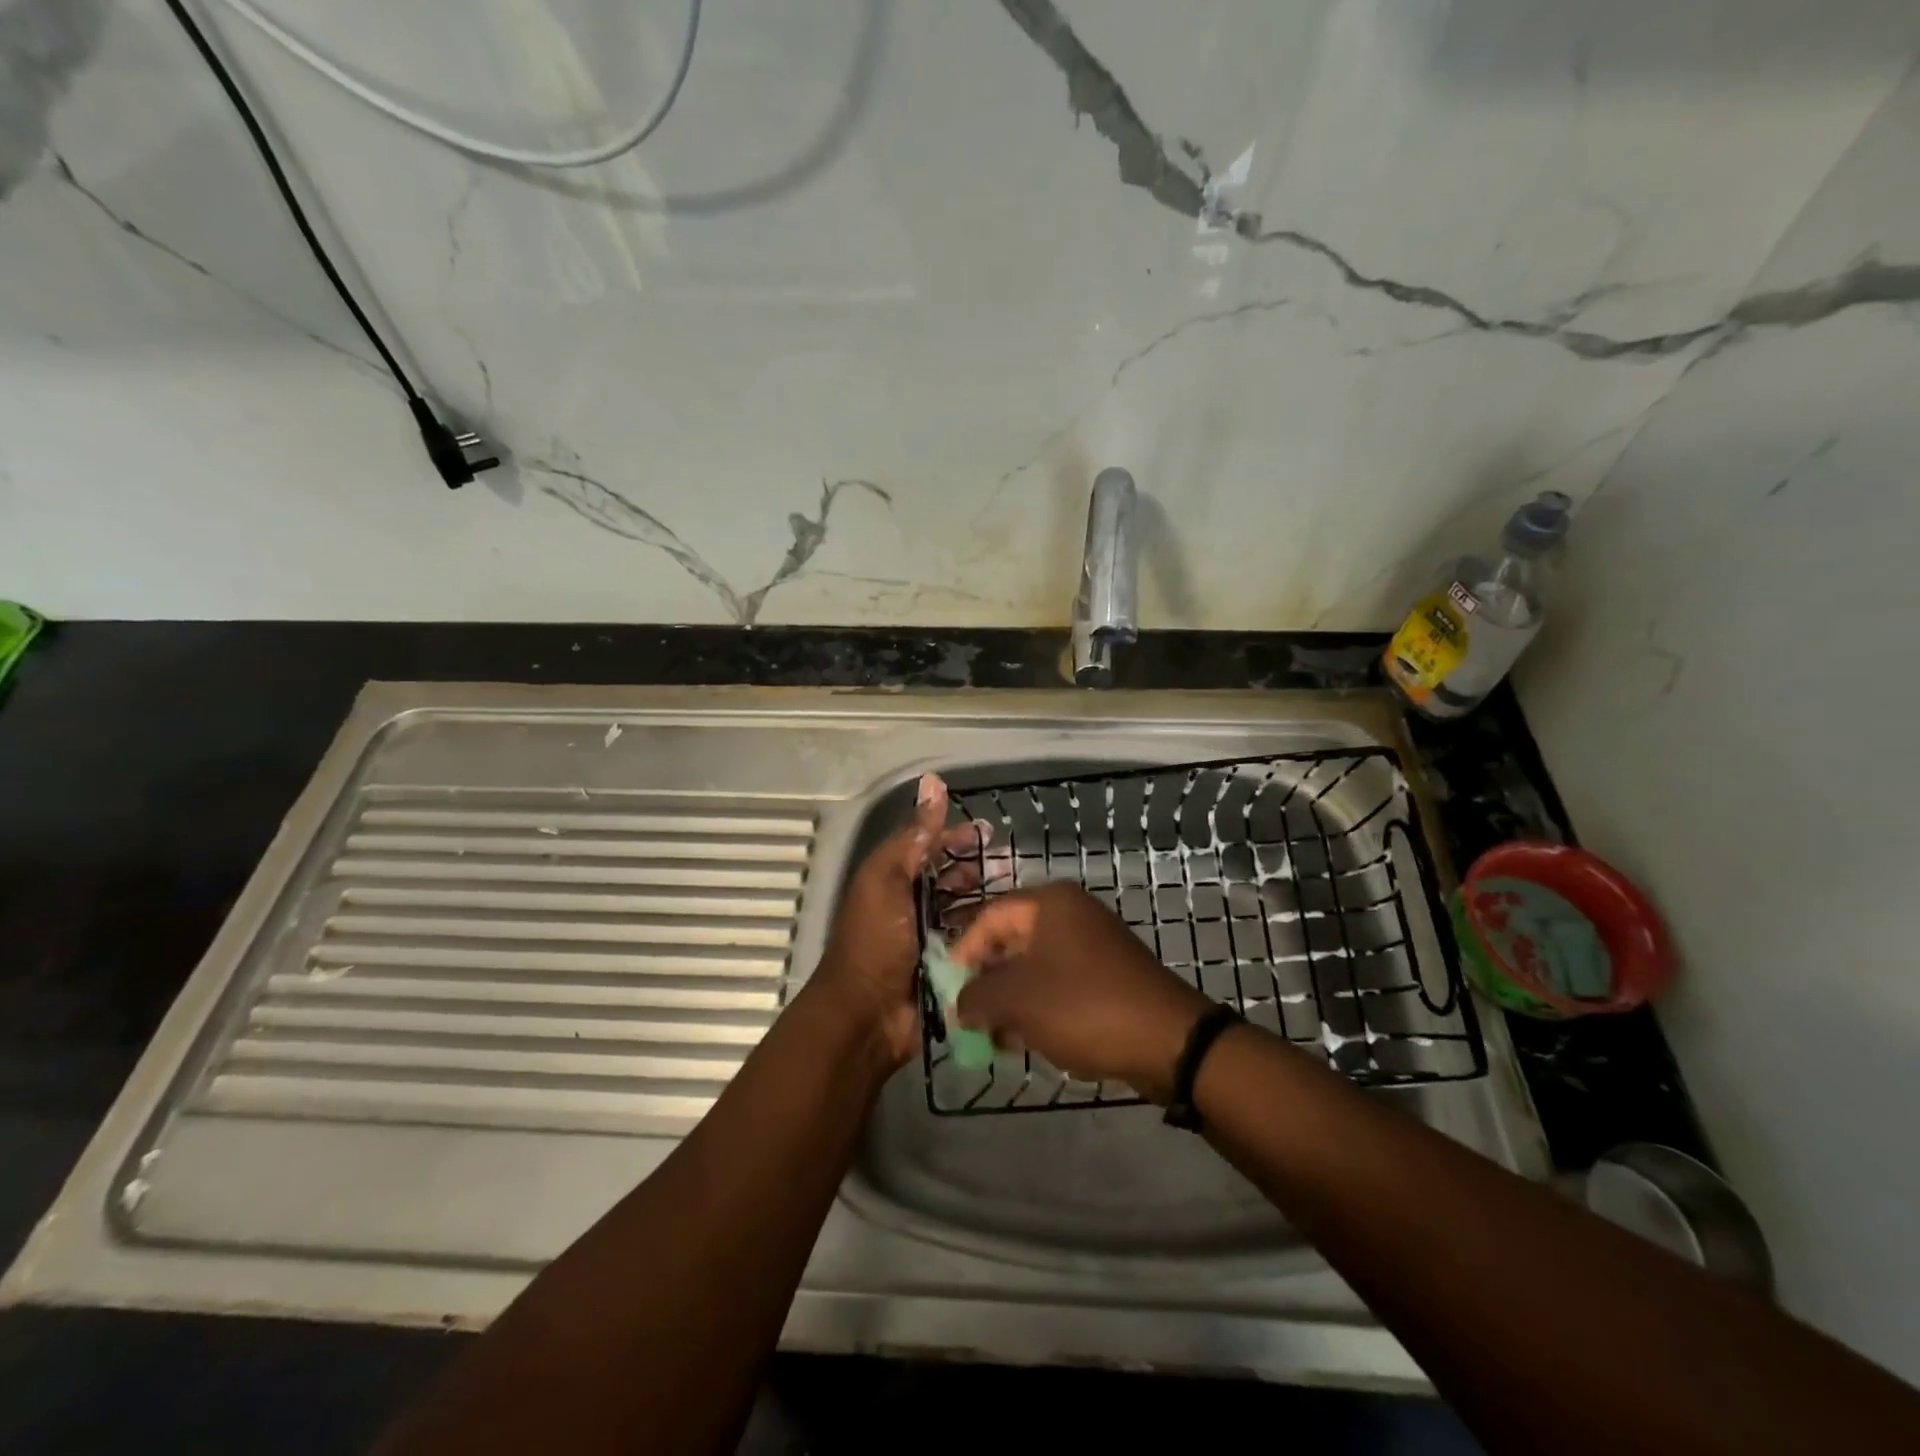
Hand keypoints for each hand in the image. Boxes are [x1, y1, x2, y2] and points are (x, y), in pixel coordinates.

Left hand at [812, 774, 985, 1067]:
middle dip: (975, 867)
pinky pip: (970, 943)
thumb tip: (933, 783)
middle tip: (1009, 863)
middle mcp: (909, 906)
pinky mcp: (945, 968)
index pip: (926, 847)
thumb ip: (911, 837)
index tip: (989, 832)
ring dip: (985, 898)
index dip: (954, 836)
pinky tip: (1012, 927)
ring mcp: (927, 939)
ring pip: (961, 909)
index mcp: (891, 881)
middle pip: (947, 878)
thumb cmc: (875, 943)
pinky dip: (986, 932)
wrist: (867, 1017)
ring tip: (1017, 894)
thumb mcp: (886, 881)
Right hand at [950, 883, 1213, 1101]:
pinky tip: (1026, 1040)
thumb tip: (960, 1005)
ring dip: (1010, 1000)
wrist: (1168, 1040)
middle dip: (986, 981)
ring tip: (995, 1037)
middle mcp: (1071, 914)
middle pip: (1011, 941)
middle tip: (969, 1017)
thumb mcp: (1017, 1000)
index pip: (989, 917)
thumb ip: (976, 997)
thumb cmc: (1083, 1006)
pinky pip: (1059, 984)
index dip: (963, 952)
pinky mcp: (1107, 975)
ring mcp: (1092, 944)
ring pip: (1034, 967)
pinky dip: (1038, 1007)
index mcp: (1049, 904)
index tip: (949, 990)